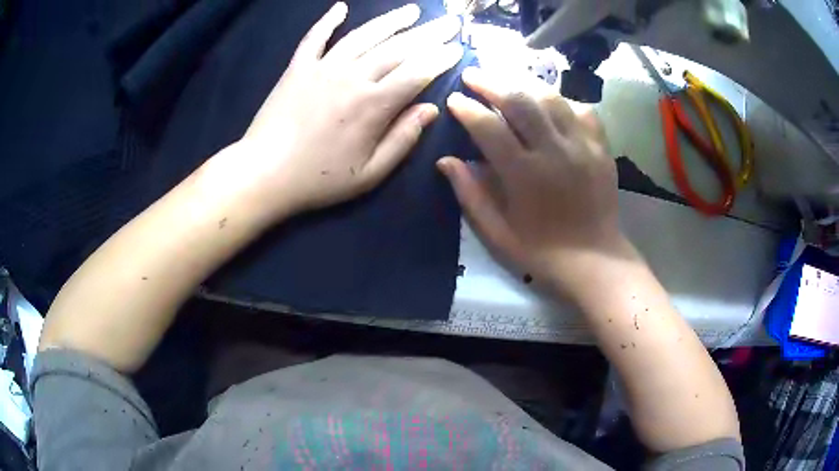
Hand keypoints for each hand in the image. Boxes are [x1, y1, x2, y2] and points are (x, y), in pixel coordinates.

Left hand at [210, 2, 462, 223]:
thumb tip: (431, 109)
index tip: (458, 47)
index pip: (417, 73)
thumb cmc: (318, 180)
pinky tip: (340, 7)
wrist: (263, 173)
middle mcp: (352, 77)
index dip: (440, 59)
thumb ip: (402, 139)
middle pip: (397, 48)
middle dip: (428, 33)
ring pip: (363, 36)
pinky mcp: (298, 68)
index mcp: (373, 105)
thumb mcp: (369, 174)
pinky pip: (315, 38)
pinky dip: (327, 21)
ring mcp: (322, 68)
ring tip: (411, 10)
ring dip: (390, 21)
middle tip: (449, 22)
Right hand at [438, 67, 627, 291]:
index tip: (454, 99)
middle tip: (473, 74)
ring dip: (524, 82)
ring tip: (506, 77)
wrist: (594, 260)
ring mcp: (582, 146)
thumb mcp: (498, 233)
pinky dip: (562, 101)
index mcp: (525, 175)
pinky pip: (581, 110)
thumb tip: (445, 160)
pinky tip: (549, 102)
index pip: (489, 127)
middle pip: (520, 100)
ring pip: (551, 97)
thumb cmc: (542, 251)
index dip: (467, 109)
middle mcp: (554, 151)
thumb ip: (471, 194)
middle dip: (491, 82)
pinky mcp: (601, 147)